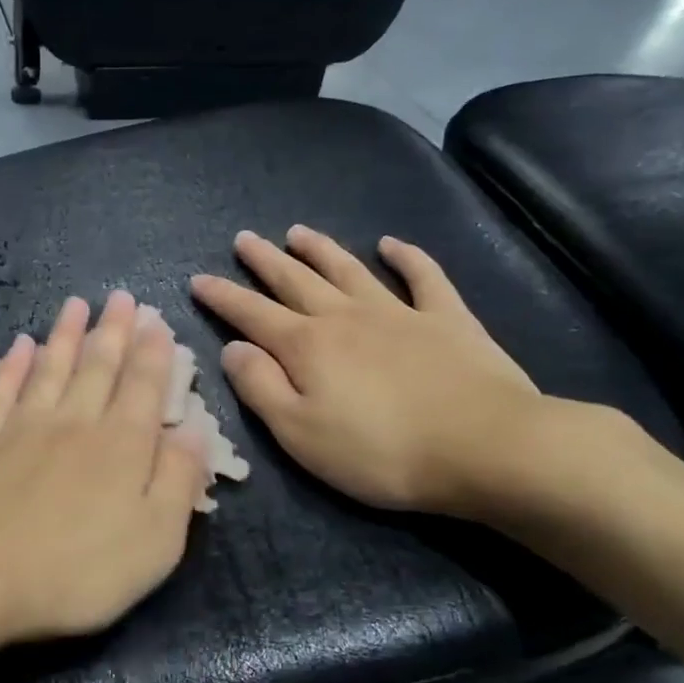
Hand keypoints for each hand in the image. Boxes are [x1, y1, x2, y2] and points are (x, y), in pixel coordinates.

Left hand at [0, 291, 211, 643]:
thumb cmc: (77, 570)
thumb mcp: (155, 540)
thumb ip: (178, 480)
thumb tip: (195, 429)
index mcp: (121, 446)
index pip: (144, 387)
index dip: (154, 353)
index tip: (156, 321)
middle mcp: (74, 423)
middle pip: (98, 367)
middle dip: (113, 330)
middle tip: (120, 297)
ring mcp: (22, 428)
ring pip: (50, 368)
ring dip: (65, 335)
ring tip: (76, 304)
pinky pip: (0, 391)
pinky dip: (11, 365)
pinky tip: (19, 345)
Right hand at [191, 226, 551, 518]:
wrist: (485, 447)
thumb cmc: (380, 451)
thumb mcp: (300, 433)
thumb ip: (260, 388)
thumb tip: (233, 347)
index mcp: (307, 346)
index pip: (251, 314)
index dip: (223, 296)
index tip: (198, 279)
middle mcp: (346, 317)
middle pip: (296, 281)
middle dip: (265, 261)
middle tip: (243, 239)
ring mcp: (399, 313)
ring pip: (349, 270)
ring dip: (321, 250)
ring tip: (297, 232)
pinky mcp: (448, 320)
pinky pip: (424, 277)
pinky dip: (406, 257)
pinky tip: (391, 244)